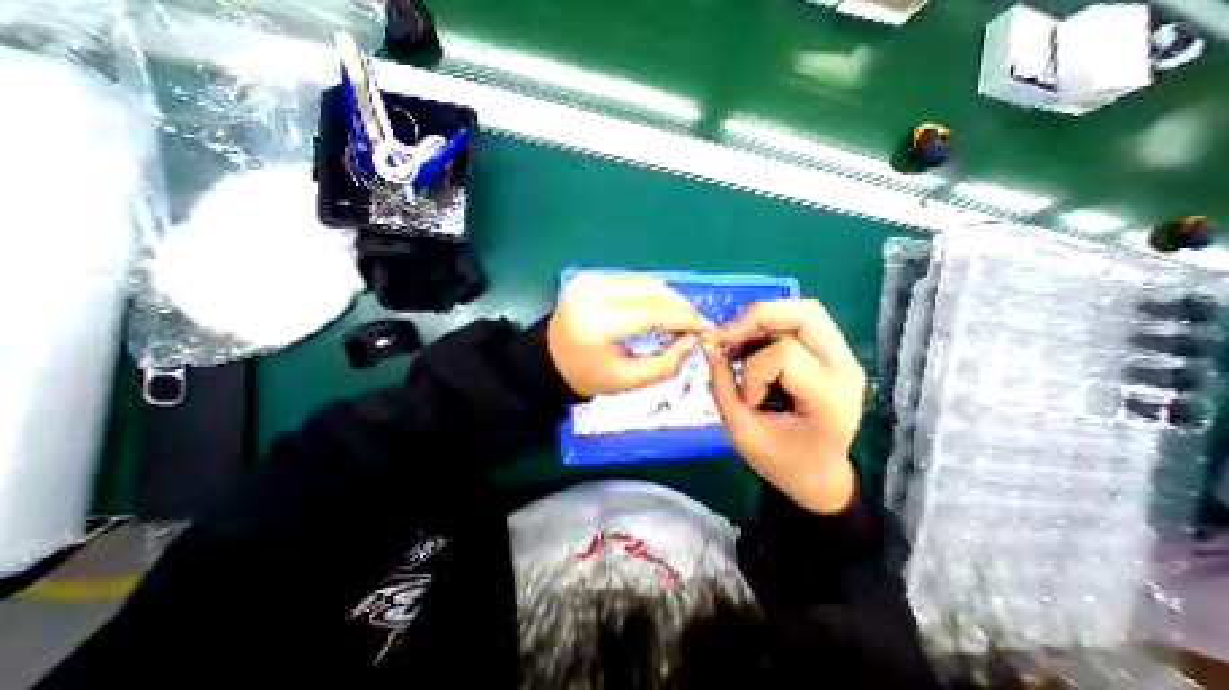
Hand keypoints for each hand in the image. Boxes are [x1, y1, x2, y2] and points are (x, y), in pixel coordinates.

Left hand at [546, 272, 710, 394]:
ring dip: (669, 297)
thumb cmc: (588, 376)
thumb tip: (693, 339)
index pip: (651, 312)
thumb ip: (666, 363)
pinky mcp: (590, 276)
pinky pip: (632, 280)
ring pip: (644, 281)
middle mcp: (591, 293)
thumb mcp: (628, 380)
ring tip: (681, 318)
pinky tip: (660, 307)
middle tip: (696, 324)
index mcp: (596, 324)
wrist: (550, 360)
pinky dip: (652, 292)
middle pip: (651, 290)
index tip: (705, 327)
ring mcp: (588, 280)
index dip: (683, 318)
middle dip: (680, 306)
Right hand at [700, 299, 861, 514]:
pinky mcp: (834, 354)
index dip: (753, 370)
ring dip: (762, 319)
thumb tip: (708, 343)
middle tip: (727, 336)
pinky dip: (769, 327)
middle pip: (805, 313)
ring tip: (737, 340)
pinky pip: (801, 323)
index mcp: (829, 399)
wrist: (819, 476)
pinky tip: (750, 345)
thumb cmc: (782, 461)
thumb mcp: (741, 431)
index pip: (786, 354)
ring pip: (804, 311)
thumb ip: (722, 384)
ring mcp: (844, 358)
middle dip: (757, 317)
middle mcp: (845, 369)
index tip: (747, 398)